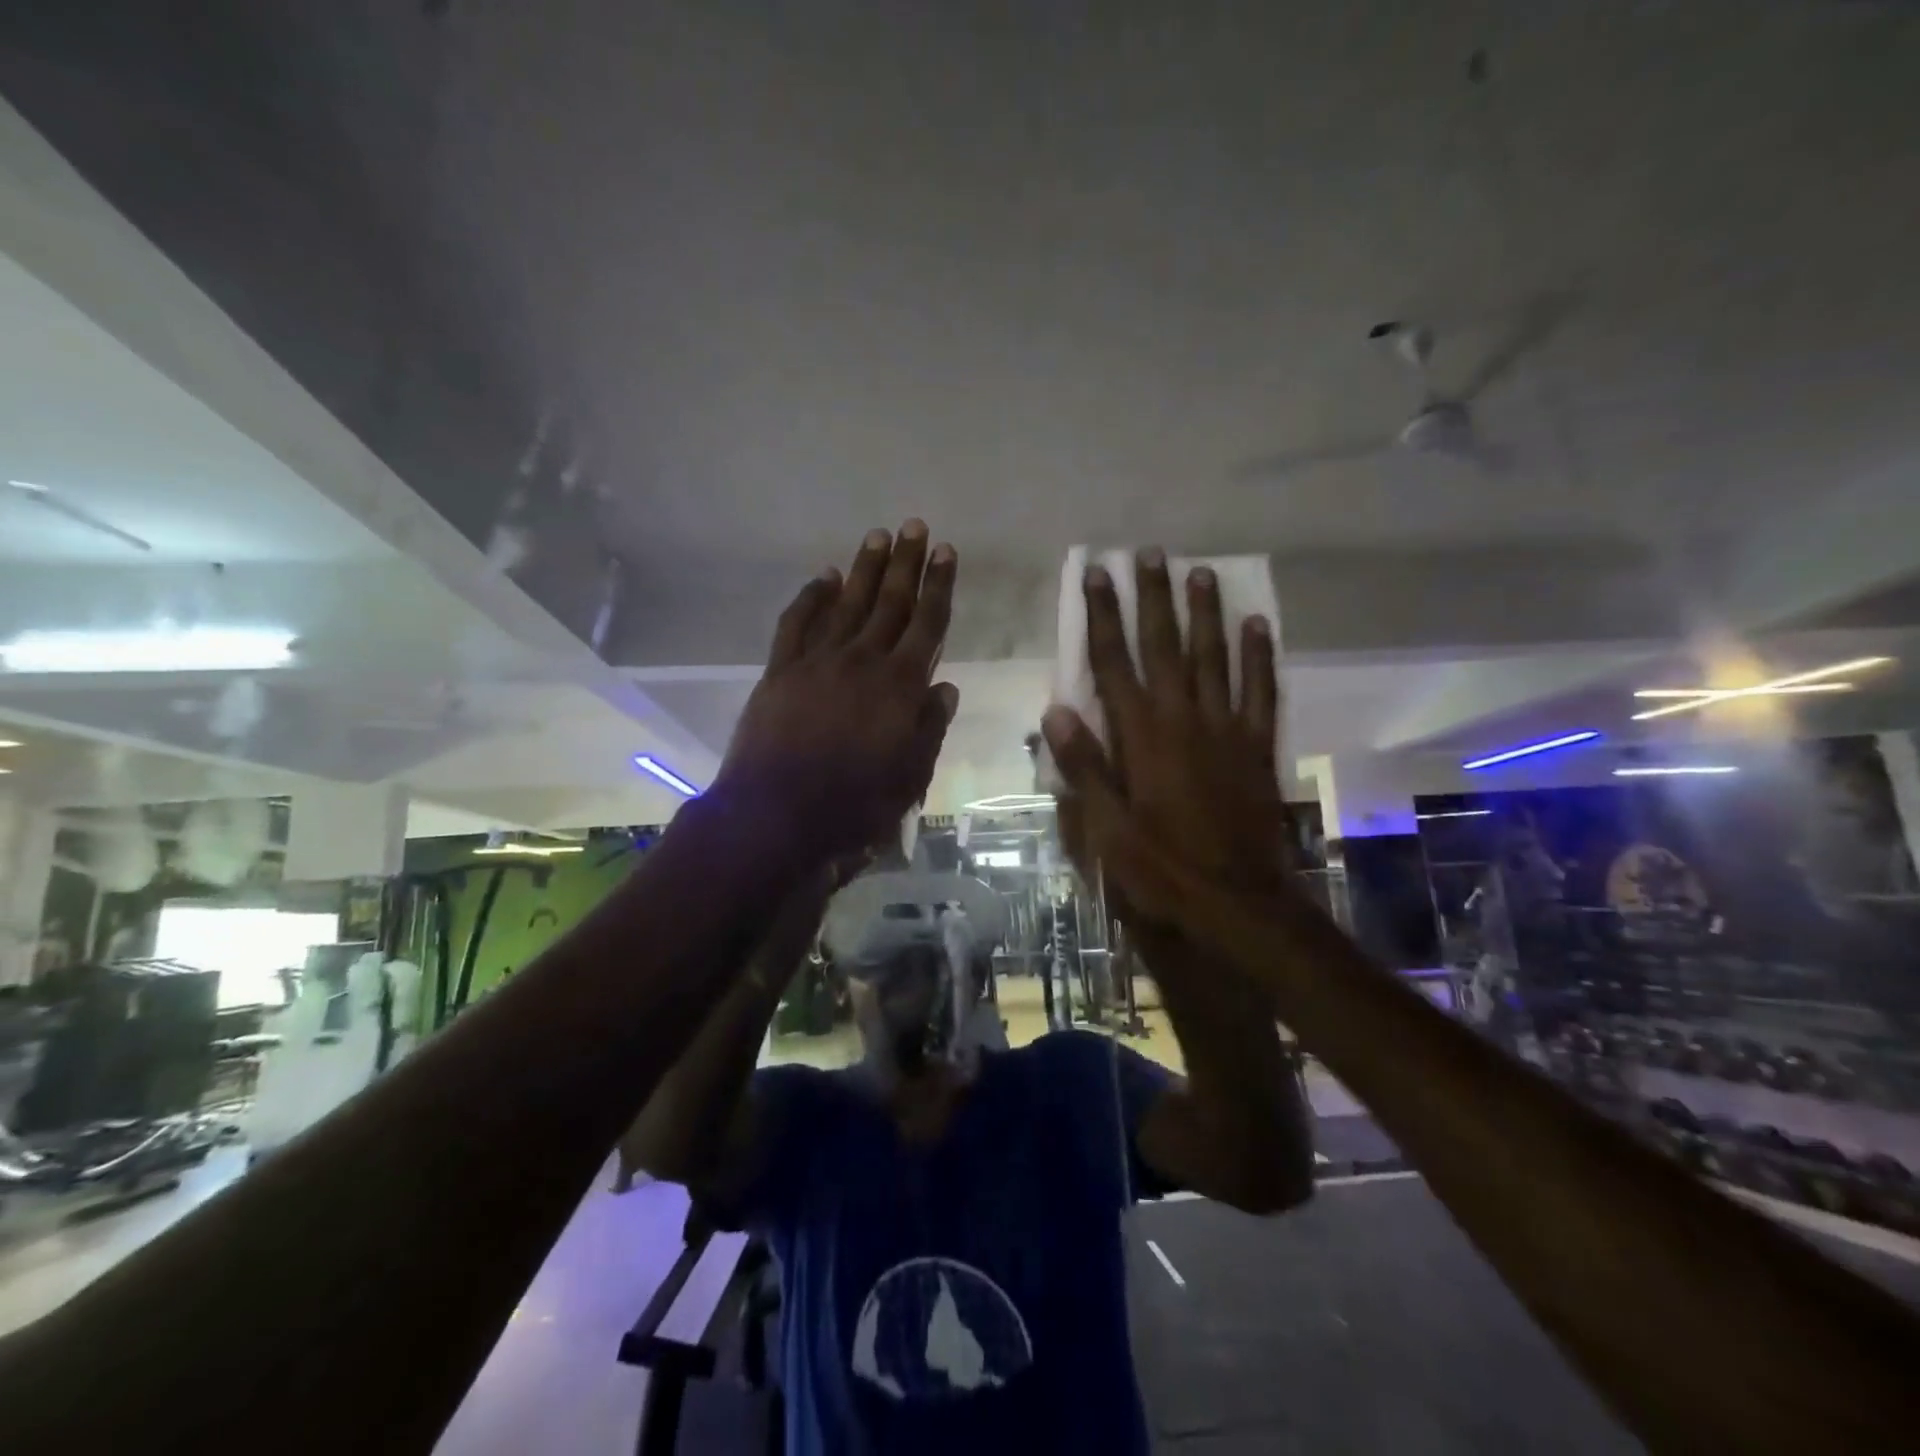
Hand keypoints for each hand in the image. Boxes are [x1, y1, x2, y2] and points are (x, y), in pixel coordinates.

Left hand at [718, 521, 958, 862]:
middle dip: (906, 563)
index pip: (928, 625)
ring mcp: (818, 661)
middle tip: (915, 526)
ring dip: (864, 568)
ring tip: (878, 536)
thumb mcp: (910, 776)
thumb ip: (930, 727)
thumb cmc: (854, 804)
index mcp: (900, 685)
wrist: (777, 814)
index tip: (947, 553)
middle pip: (890, 603)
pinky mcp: (781, 670)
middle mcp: (863, 661)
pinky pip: (797, 623)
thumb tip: (944, 686)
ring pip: (847, 603)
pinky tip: (824, 577)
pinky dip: (811, 597)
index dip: (939, 587)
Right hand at [1044, 549, 1288, 928]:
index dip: (1102, 616)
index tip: (1096, 574)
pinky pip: (1261, 691)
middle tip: (1149, 553)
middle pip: (1164, 646)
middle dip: (1153, 598)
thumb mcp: (1106, 829)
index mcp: (1140, 737)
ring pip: (1214, 657)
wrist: (1236, 904)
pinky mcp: (1257, 747)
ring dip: (1204, 613)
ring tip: (1199, 571)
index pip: (1113, 662)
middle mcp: (1183, 719)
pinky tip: (1257, 624)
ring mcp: (1226, 730)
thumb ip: (1083, 767)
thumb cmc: (1160, 869)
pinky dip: (1259, 656)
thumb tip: (1055, 709)